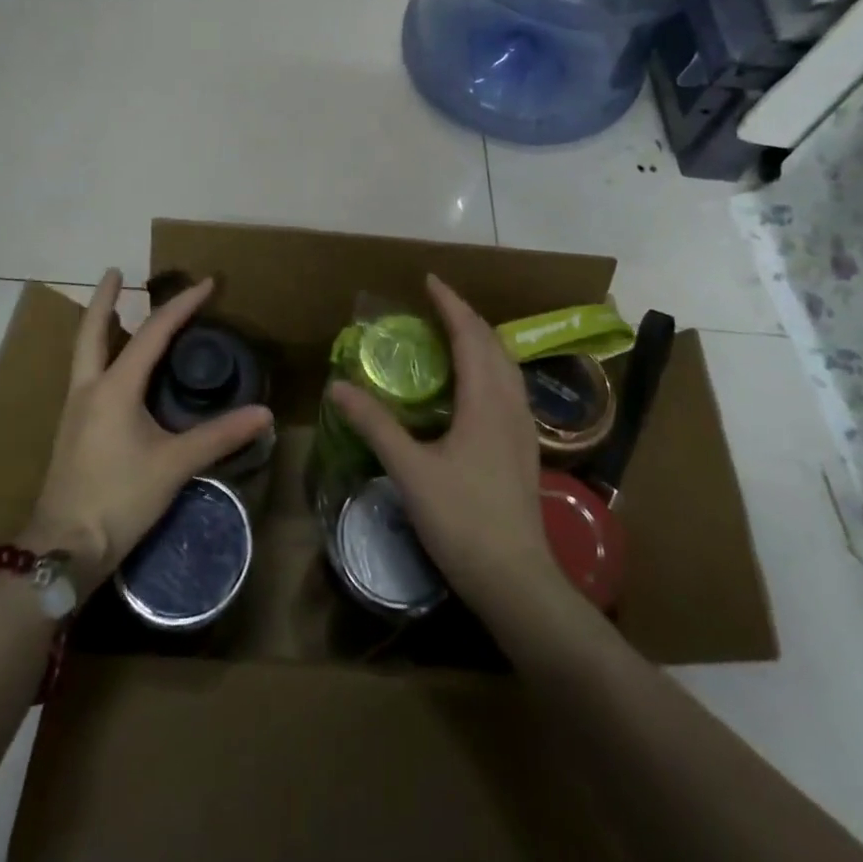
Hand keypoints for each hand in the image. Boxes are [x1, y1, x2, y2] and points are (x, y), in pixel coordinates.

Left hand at [23, 270, 272, 589]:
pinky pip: (86, 374)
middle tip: (115, 271)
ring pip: (84, 352)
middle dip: (104, 298)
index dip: (182, 305)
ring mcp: (75, 409)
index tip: (207, 284)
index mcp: (114, 388)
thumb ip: (219, 436)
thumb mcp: (174, 465)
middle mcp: (89, 388)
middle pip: (93, 330)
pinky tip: (113, 367)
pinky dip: (99, 353)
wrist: (64, 549)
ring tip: (115, 309)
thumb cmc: (119, 499)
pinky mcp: (72, 429)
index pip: (152, 333)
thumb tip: (264, 414)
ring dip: (99, 325)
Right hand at [329, 275, 559, 617]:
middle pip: (493, 343)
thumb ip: (376, 424)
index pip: (470, 335)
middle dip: (466, 316)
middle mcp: (510, 404)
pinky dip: (490, 366)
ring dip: (482, 340)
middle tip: (436, 304)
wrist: (516, 580)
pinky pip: (509, 387)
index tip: (429, 280)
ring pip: (506, 365)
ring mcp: (523, 427)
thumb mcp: (410, 470)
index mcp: (485, 400)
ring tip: (454, 333)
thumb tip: (338, 386)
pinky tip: (473, 385)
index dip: (450, 304)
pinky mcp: (524, 448)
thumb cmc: (462, 520)